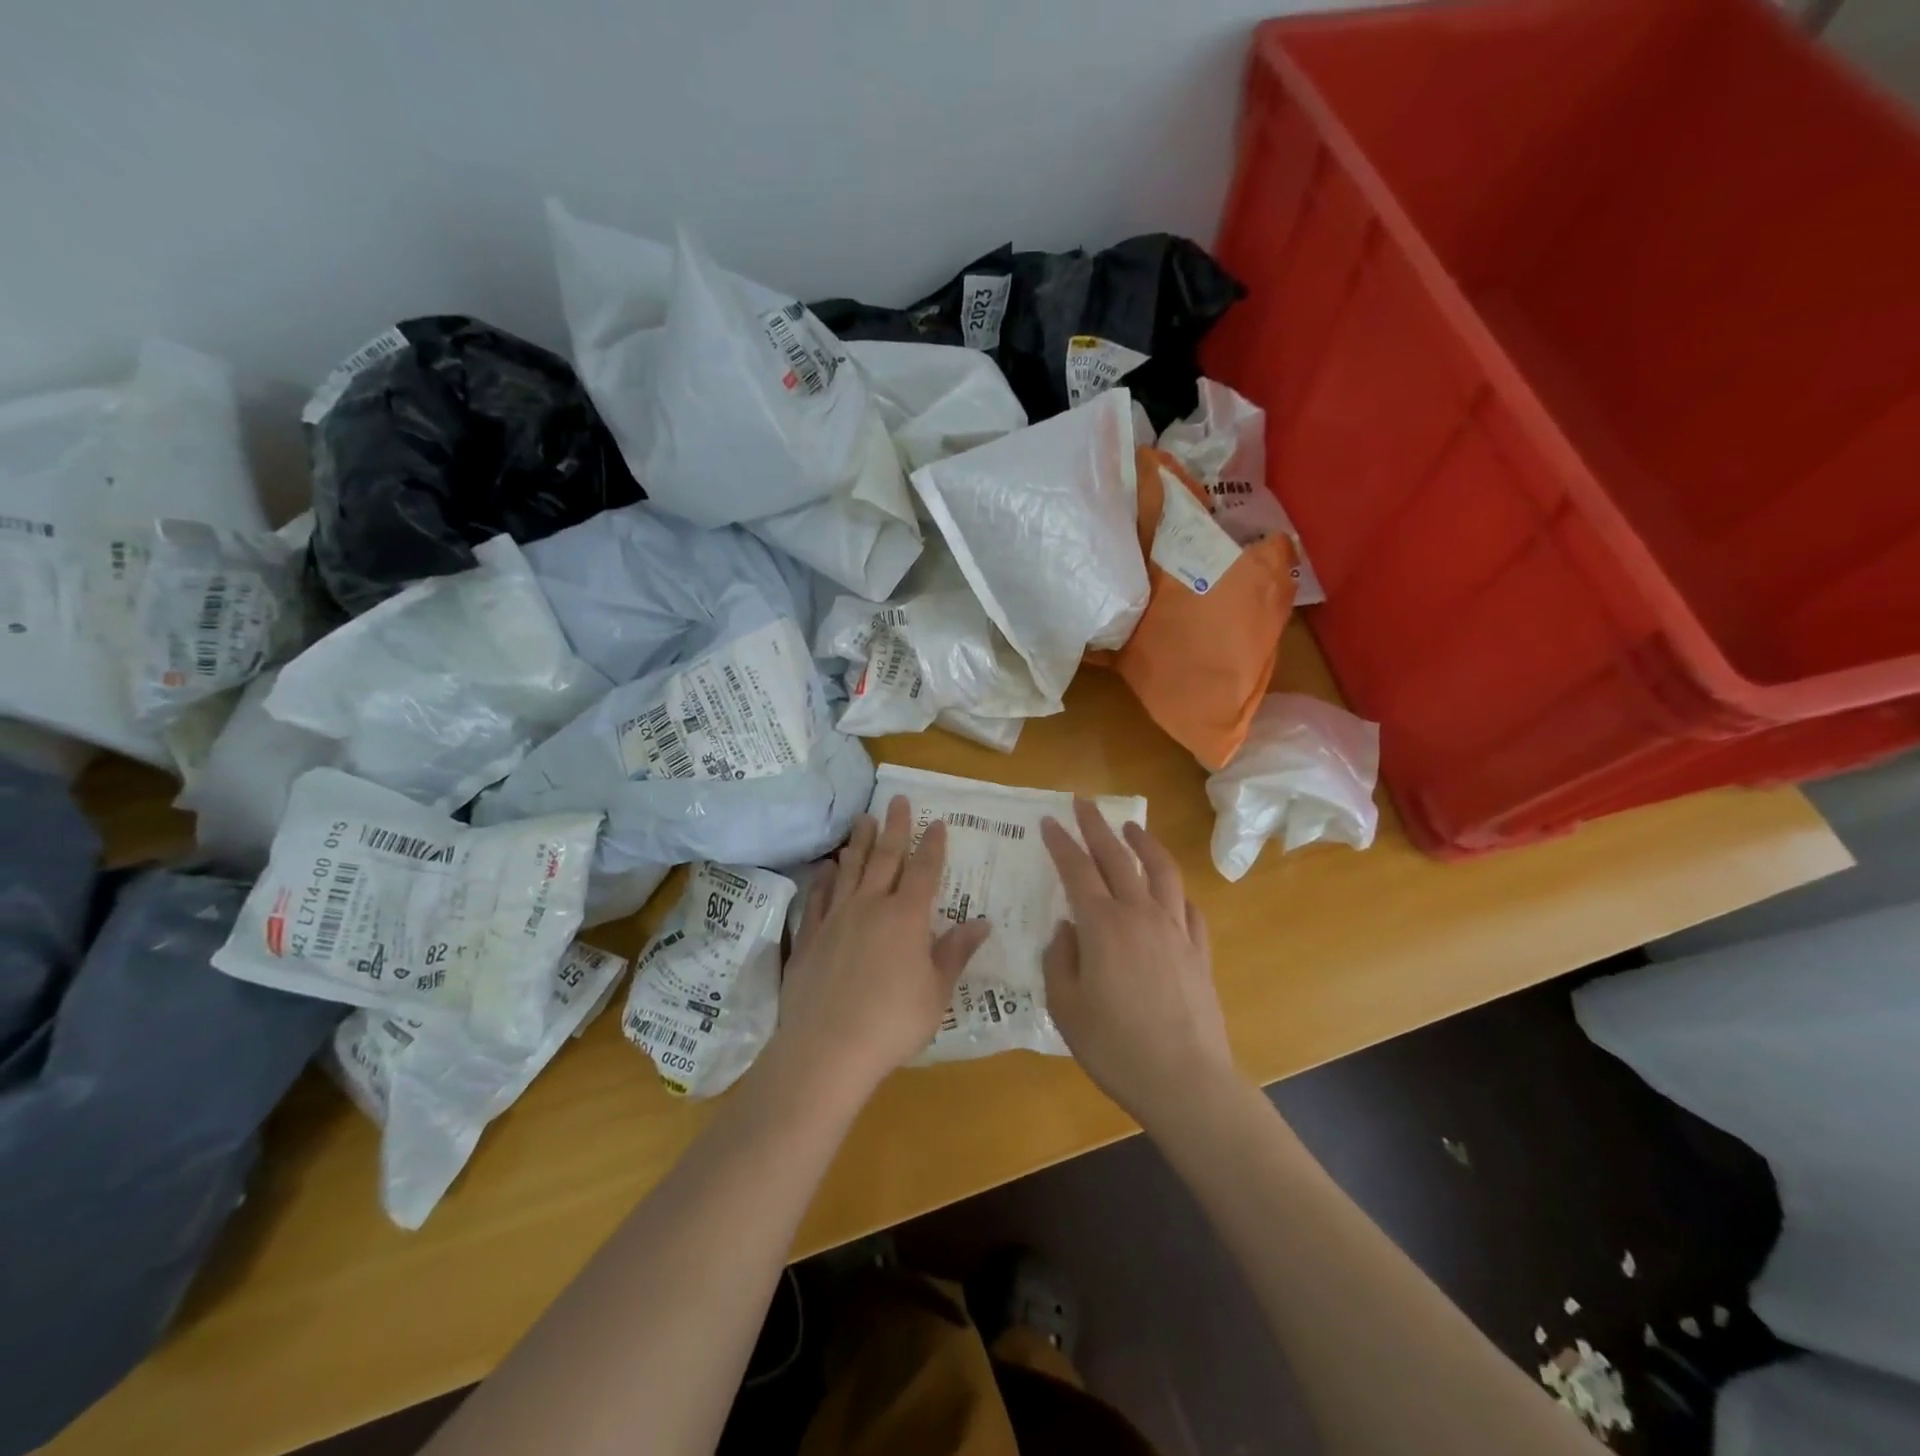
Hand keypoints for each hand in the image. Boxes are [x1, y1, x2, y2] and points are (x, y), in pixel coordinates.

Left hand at [772, 796, 992, 1104]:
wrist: (827, 1048)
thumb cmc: (893, 1023)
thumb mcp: (936, 992)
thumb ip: (955, 952)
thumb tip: (981, 922)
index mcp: (906, 918)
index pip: (925, 872)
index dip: (933, 846)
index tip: (937, 822)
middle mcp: (871, 906)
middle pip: (885, 858)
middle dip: (894, 828)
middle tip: (897, 800)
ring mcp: (836, 918)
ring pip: (850, 870)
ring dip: (859, 843)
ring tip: (863, 819)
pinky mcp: (810, 936)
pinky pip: (819, 897)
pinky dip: (825, 878)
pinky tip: (827, 867)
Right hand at [1041, 800, 1235, 1129]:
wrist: (1185, 1081)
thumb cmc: (1115, 1046)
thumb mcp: (1066, 1006)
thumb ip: (1060, 959)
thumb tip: (1067, 928)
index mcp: (1103, 926)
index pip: (1077, 870)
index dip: (1061, 843)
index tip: (1049, 821)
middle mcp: (1140, 915)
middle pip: (1117, 858)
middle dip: (1097, 826)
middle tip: (1084, 803)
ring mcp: (1175, 930)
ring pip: (1161, 871)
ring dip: (1144, 843)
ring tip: (1132, 827)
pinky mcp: (1199, 951)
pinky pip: (1188, 906)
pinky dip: (1175, 888)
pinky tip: (1170, 889)